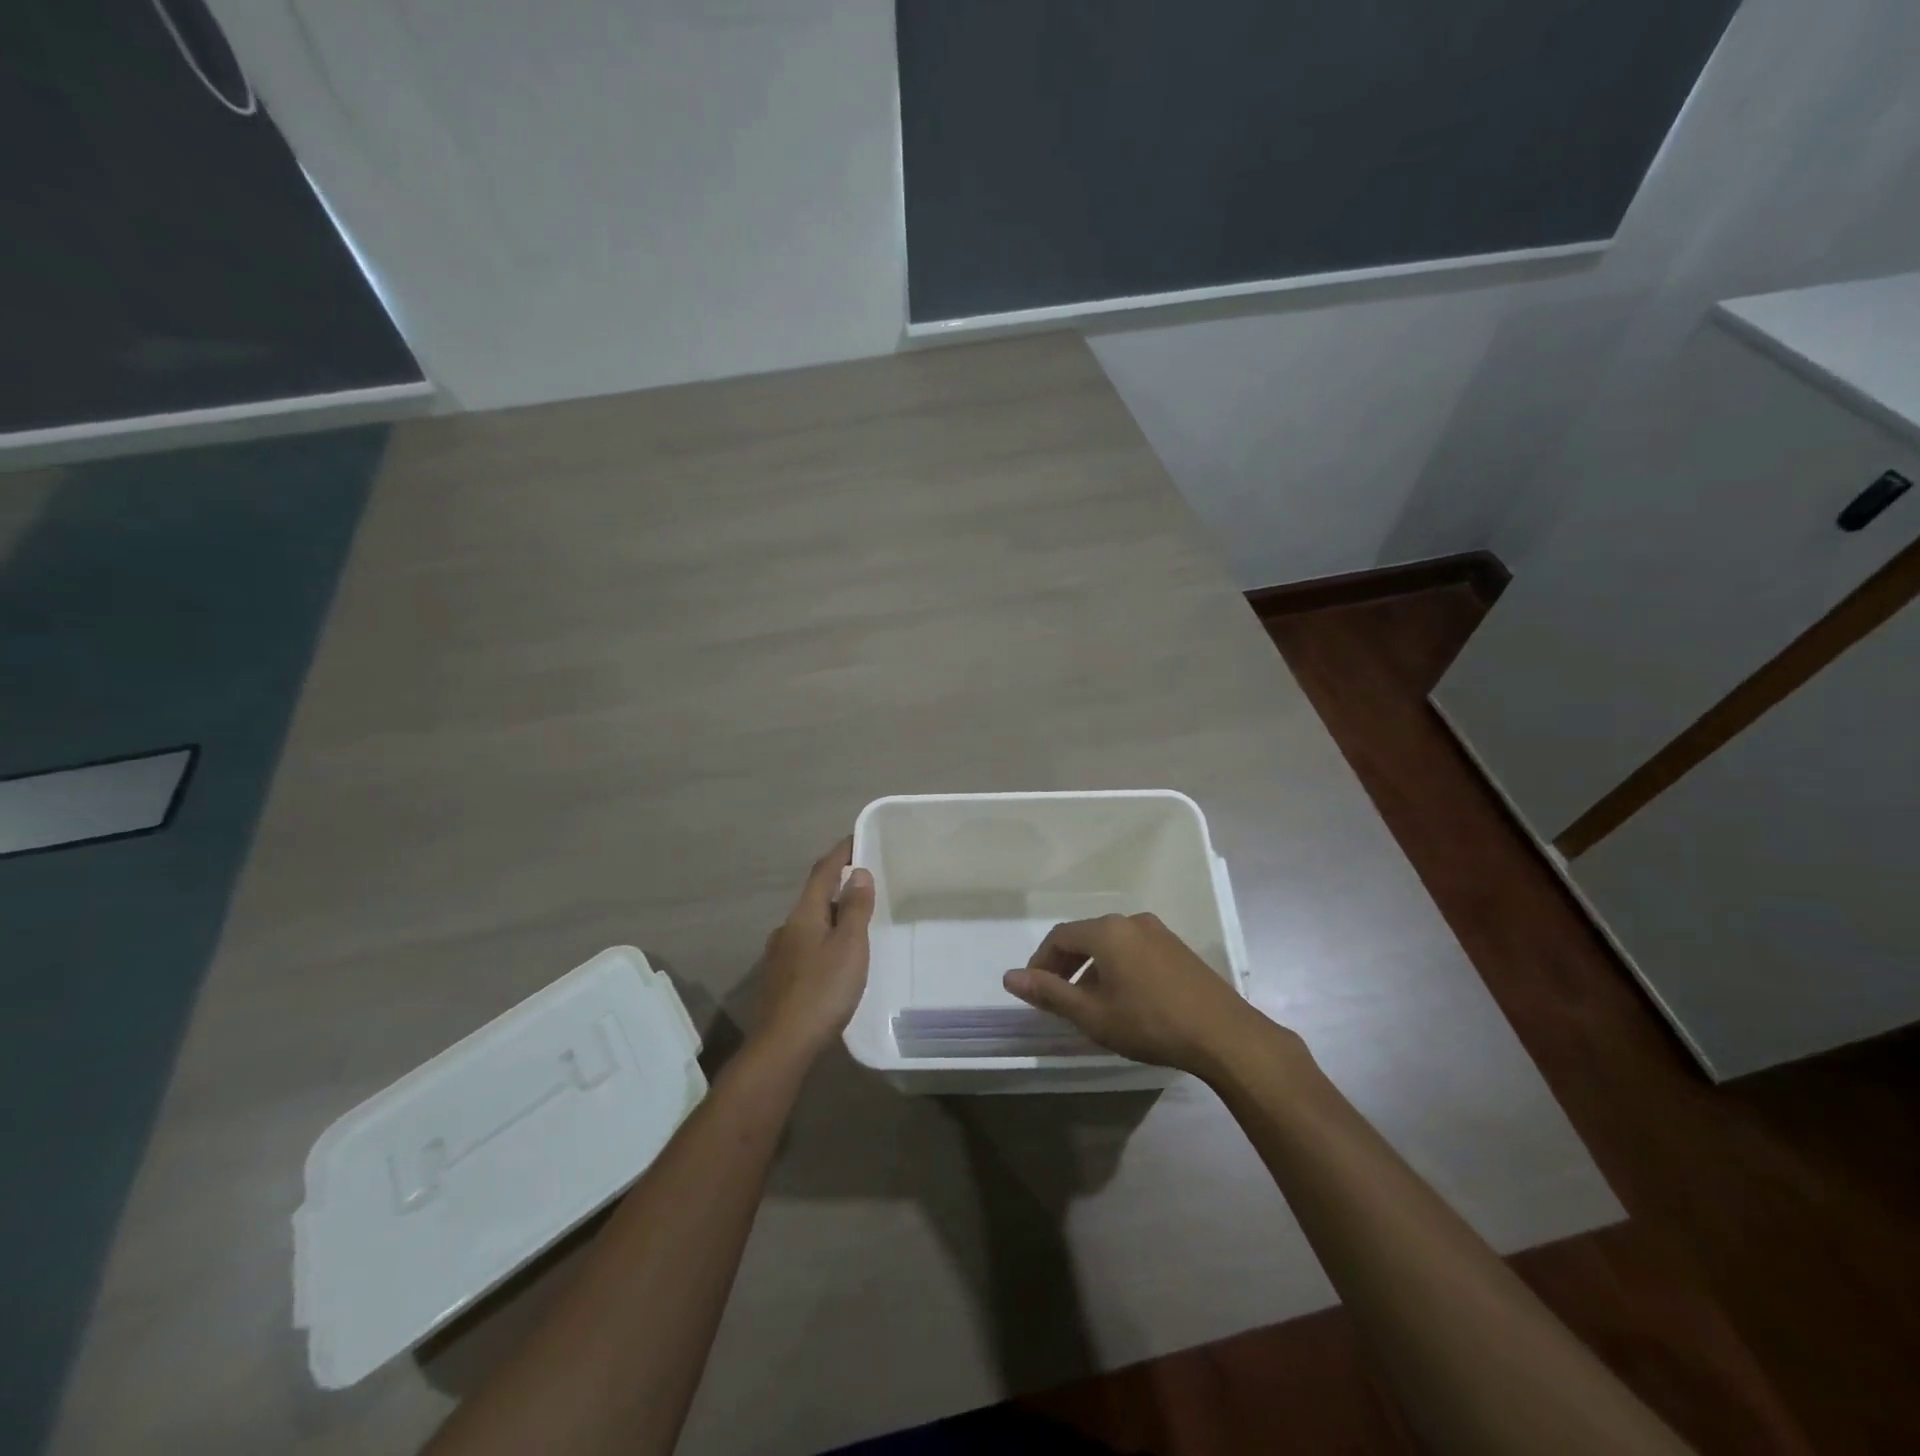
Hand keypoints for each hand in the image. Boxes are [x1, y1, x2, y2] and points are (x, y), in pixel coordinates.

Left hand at [751, 838, 874, 1064]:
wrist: (783, 1046)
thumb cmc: (822, 991)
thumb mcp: (849, 946)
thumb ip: (854, 909)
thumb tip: (858, 873)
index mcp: (804, 915)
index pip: (822, 872)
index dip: (840, 853)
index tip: (857, 838)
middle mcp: (787, 929)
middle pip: (814, 897)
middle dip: (837, 886)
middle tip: (866, 883)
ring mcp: (779, 956)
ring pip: (809, 924)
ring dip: (830, 916)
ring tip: (855, 922)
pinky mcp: (779, 980)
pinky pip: (806, 947)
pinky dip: (823, 940)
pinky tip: (835, 959)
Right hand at [1003, 912, 1259, 1074]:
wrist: (1223, 1034)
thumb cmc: (1149, 1023)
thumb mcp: (1092, 1014)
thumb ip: (1049, 993)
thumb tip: (1010, 976)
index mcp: (1107, 931)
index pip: (1060, 936)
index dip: (1040, 961)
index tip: (1034, 990)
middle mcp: (1131, 921)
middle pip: (1086, 936)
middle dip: (1066, 964)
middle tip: (1056, 997)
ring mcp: (1159, 932)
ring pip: (1112, 944)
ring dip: (1092, 968)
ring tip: (1089, 1002)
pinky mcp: (1178, 949)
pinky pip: (1135, 950)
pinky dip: (1118, 967)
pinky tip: (1124, 998)